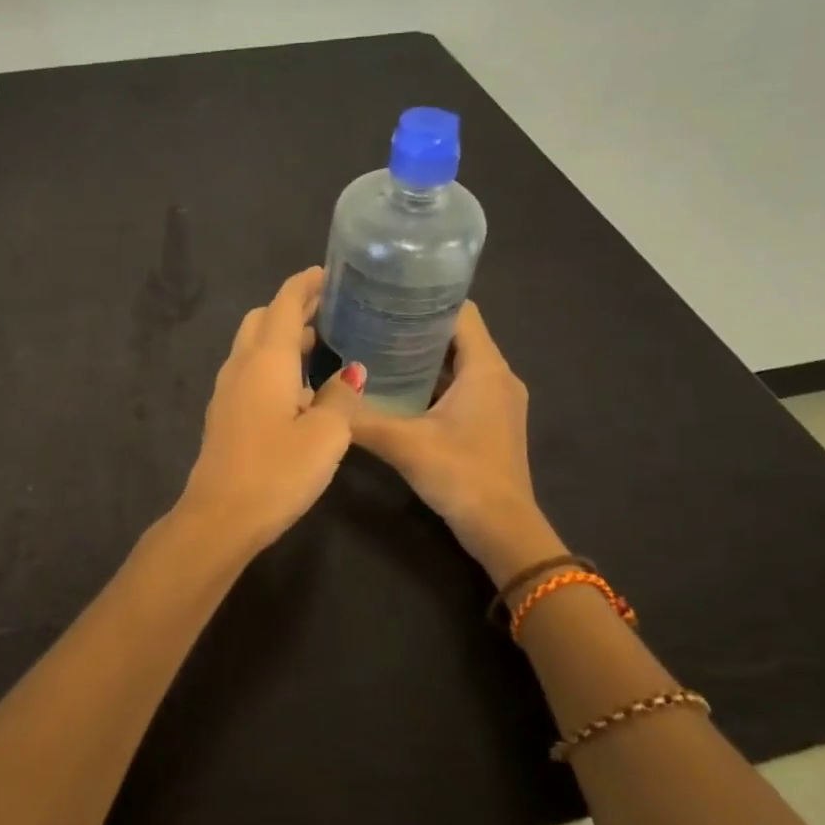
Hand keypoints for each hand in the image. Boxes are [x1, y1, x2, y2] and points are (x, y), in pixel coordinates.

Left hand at [177, 268, 365, 554]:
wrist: (220, 516)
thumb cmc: (277, 472)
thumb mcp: (325, 435)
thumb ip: (341, 398)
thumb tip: (352, 375)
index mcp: (266, 360)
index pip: (284, 304)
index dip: (305, 284)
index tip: (328, 274)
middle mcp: (241, 366)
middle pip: (262, 319)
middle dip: (292, 308)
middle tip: (328, 310)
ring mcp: (227, 391)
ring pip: (253, 347)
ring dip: (282, 337)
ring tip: (320, 344)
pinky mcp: (224, 415)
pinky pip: (249, 372)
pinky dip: (273, 364)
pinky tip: (298, 388)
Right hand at [351, 301, 564, 584]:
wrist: (503, 531)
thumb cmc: (461, 476)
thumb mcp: (405, 444)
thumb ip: (362, 419)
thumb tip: (321, 399)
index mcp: (486, 368)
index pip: (462, 312)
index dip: (427, 298)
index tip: (388, 294)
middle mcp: (498, 376)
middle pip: (458, 335)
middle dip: (418, 326)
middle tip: (372, 321)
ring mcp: (497, 401)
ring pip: (459, 363)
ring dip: (424, 355)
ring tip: (378, 348)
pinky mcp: (491, 422)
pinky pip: (461, 386)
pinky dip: (433, 381)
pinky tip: (397, 389)